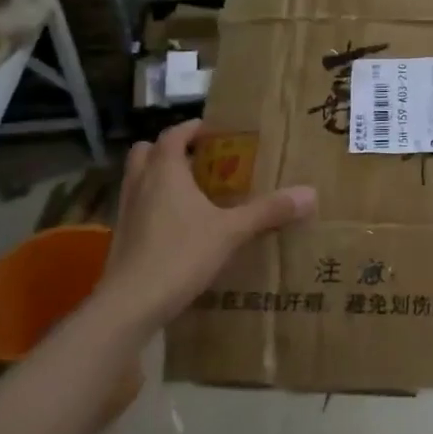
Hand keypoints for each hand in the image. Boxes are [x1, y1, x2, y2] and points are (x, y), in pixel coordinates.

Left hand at [90, 121, 315, 334]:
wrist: (130, 304)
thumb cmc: (180, 255)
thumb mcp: (232, 232)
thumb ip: (268, 211)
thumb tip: (310, 193)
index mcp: (164, 172)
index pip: (173, 135)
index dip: (192, 129)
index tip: (214, 131)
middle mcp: (140, 184)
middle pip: (147, 152)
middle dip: (171, 150)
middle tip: (201, 160)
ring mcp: (126, 212)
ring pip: (138, 180)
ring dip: (160, 177)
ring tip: (192, 191)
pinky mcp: (122, 238)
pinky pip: (138, 207)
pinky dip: (154, 205)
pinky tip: (178, 225)